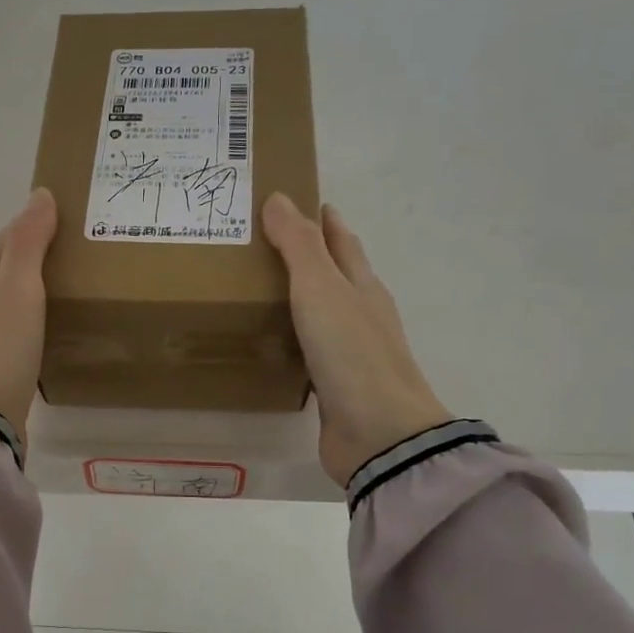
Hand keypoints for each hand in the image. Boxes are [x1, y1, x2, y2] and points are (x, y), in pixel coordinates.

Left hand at [0, 189, 57, 442]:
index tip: (68, 217)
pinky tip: (60, 328)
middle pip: (7, 274)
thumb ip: (28, 244)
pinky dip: (41, 321)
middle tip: (83, 252)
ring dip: (40, 291)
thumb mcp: (17, 289)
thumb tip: (39, 195)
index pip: (4, 243)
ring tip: (79, 286)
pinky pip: (22, 333)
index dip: (31, 226)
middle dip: (38, 258)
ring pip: (15, 304)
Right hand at [262, 193, 451, 486]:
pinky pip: (307, 350)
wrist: (379, 433)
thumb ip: (299, 245)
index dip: (322, 219)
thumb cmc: (352, 352)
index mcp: (361, 285)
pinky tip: (267, 343)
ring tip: (254, 288)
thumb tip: (280, 198)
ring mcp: (349, 352)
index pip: (341, 241)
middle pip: (333, 275)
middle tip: (260, 242)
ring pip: (319, 313)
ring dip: (295, 298)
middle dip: (306, 255)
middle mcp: (359, 314)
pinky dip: (289, 339)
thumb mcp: (321, 289)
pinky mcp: (334, 385)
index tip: (294, 200)